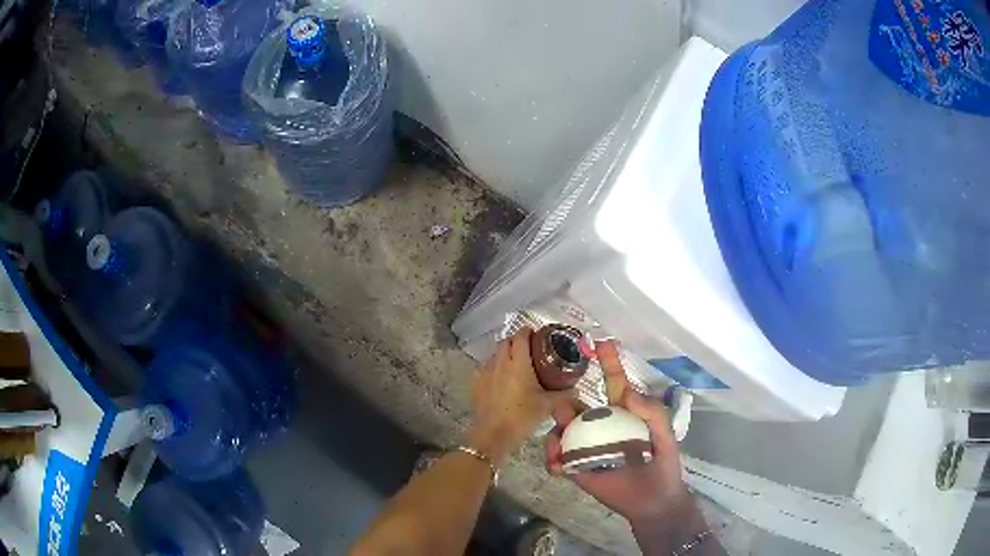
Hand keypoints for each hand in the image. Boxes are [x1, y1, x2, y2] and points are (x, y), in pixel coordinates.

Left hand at [468, 329, 570, 464]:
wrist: (493, 434)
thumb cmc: (522, 417)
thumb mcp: (548, 406)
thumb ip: (564, 396)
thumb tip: (577, 390)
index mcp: (518, 363)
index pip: (521, 337)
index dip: (528, 332)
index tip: (536, 334)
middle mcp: (500, 362)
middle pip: (506, 342)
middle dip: (516, 341)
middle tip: (529, 349)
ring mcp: (485, 372)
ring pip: (495, 354)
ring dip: (505, 354)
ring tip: (516, 364)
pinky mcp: (476, 383)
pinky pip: (486, 368)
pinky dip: (495, 368)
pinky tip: (501, 379)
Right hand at [544, 340, 690, 525]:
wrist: (655, 502)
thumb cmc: (663, 465)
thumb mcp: (664, 435)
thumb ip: (651, 412)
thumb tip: (627, 393)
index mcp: (623, 414)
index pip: (613, 383)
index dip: (609, 363)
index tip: (602, 342)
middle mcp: (601, 427)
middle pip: (576, 408)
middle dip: (565, 406)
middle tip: (566, 411)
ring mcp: (586, 449)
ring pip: (562, 432)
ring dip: (556, 432)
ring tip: (559, 442)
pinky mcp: (577, 470)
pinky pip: (558, 459)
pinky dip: (552, 458)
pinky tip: (557, 464)